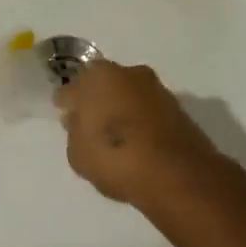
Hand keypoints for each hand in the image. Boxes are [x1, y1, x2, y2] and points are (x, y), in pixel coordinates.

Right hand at [55, 60, 225, 208]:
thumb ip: (75, 131)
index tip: (67, 116)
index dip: (67, 103)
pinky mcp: (178, 107)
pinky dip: (142, 120)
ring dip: (122, 108)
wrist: (176, 174)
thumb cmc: (114, 157)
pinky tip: (138, 141)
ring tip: (118, 135)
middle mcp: (127, 72)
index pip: (72, 87)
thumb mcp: (78, 153)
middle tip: (92, 124)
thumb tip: (80, 121)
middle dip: (97, 99)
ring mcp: (155, 88)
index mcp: (97, 76)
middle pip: (103, 84)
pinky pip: (148, 110)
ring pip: (129, 94)